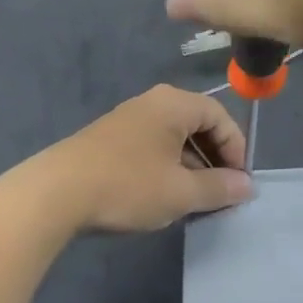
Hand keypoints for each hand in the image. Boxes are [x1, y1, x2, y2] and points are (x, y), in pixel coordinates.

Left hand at [35, 85, 252, 231]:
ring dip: (190, 167)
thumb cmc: (127, 186)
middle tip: (220, 193)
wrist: (54, 194)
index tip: (239, 184)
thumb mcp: (181, 192)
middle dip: (214, 159)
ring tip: (193, 200)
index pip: (221, 117)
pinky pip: (151, 147)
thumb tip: (247, 186)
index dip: (236, 150)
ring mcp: (127, 119)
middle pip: (197, 125)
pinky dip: (166, 168)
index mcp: (174, 104)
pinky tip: (161, 196)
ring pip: (173, 139)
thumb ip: (219, 188)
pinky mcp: (109, 140)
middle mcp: (152, 103)